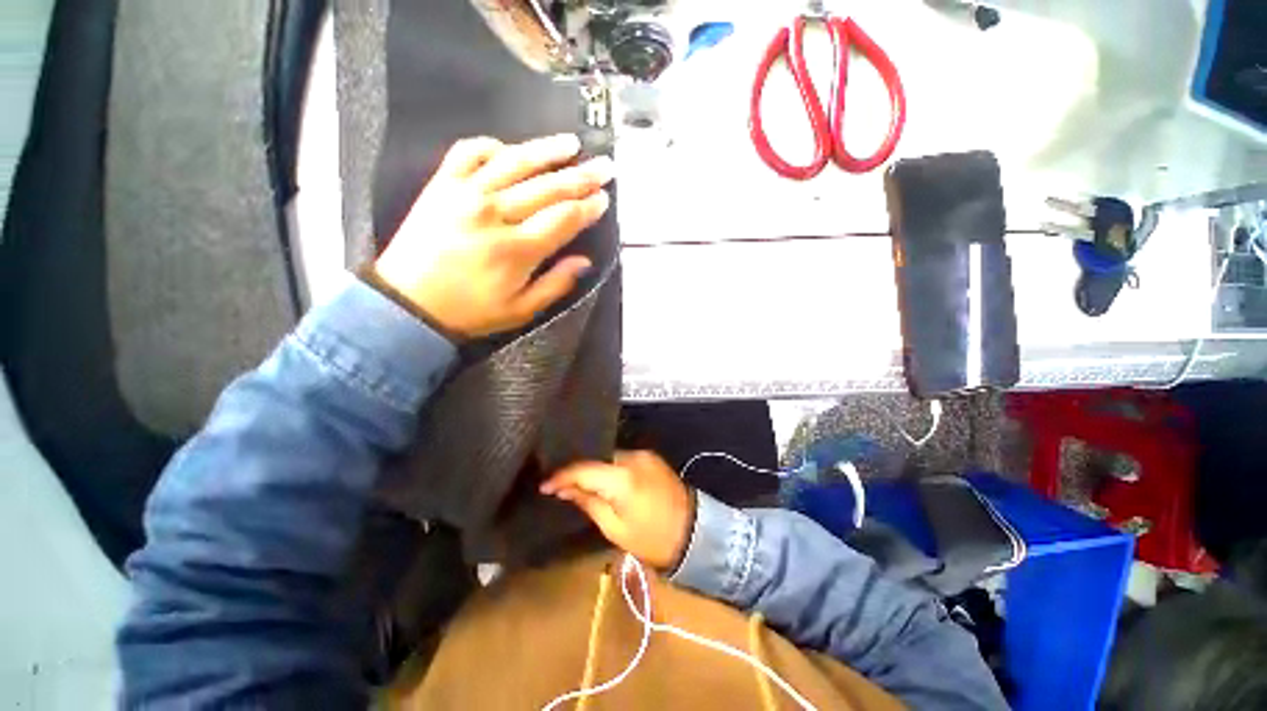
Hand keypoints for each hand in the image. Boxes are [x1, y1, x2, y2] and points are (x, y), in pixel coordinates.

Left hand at [372, 134, 613, 338]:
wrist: (408, 303)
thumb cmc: (471, 311)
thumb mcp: (522, 310)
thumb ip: (556, 284)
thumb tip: (585, 261)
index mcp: (517, 250)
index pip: (564, 218)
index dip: (588, 207)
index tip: (604, 199)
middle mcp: (494, 214)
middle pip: (547, 187)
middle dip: (581, 176)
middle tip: (604, 167)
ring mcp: (465, 193)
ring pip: (514, 162)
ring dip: (547, 150)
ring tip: (572, 143)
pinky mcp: (441, 184)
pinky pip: (469, 151)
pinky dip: (492, 145)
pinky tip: (510, 148)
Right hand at [541, 451, 693, 569]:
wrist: (695, 532)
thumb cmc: (652, 539)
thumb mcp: (614, 528)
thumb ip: (588, 502)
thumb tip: (565, 489)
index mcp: (622, 477)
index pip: (584, 469)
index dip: (562, 476)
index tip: (545, 485)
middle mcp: (633, 457)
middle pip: (597, 460)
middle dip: (578, 472)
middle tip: (560, 487)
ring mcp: (644, 454)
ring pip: (609, 458)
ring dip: (595, 470)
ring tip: (579, 484)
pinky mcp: (651, 457)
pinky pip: (623, 459)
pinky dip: (610, 468)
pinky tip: (603, 480)